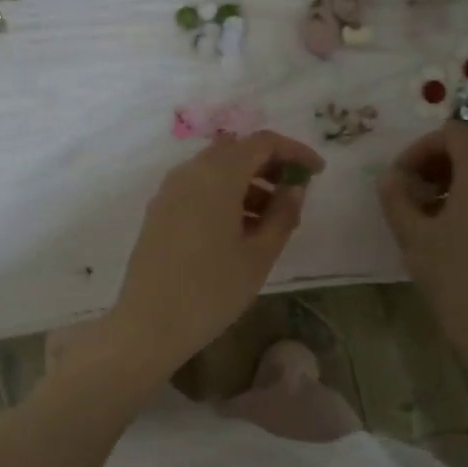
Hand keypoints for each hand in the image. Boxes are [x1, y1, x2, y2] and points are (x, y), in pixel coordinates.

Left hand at [108, 131, 324, 376]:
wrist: (149, 324)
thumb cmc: (212, 290)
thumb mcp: (259, 254)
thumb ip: (283, 214)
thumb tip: (295, 187)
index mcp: (217, 175)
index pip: (262, 143)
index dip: (294, 151)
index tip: (318, 171)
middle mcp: (189, 172)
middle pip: (236, 151)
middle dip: (270, 165)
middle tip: (296, 191)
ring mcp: (169, 191)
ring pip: (215, 170)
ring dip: (247, 182)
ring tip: (272, 219)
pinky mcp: (159, 211)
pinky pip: (197, 188)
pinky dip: (223, 195)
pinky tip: (240, 229)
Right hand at [377, 122, 467, 374]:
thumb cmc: (452, 277)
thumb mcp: (412, 235)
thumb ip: (396, 196)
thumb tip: (391, 177)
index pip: (452, 134)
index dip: (420, 148)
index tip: (400, 177)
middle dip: (437, 160)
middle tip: (411, 190)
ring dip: (455, 176)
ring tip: (429, 209)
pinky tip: (454, 225)